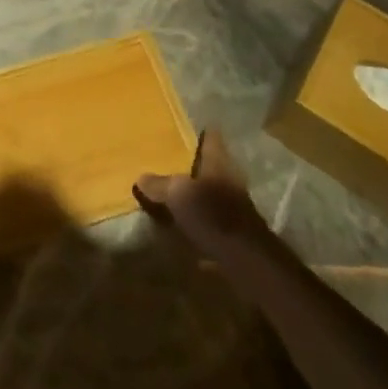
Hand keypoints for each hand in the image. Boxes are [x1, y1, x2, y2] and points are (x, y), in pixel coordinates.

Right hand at [134, 129, 273, 261]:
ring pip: (210, 192)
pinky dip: (198, 220)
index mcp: (218, 163)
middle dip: (192, 164)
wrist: (246, 260)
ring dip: (195, 193)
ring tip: (170, 193)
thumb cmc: (213, 215)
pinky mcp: (233, 232)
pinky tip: (181, 225)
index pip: (211, 138)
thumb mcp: (178, 194)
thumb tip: (141, 177)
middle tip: (167, 160)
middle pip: (210, 165)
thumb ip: (159, 184)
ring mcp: (234, 206)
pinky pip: (210, 219)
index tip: (183, 127)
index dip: (199, 131)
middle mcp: (228, 179)